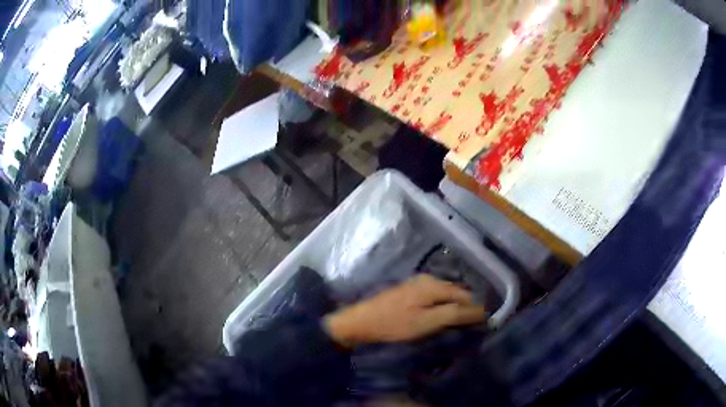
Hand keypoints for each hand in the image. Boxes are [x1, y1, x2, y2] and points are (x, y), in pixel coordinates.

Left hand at [324, 274, 485, 347]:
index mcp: (434, 285)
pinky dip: (442, 306)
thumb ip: (454, 314)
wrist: (360, 322)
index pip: (465, 295)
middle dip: (466, 307)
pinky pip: (434, 297)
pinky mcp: (409, 292)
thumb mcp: (427, 322)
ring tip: (459, 324)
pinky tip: (441, 318)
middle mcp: (428, 279)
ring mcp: (417, 284)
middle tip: (472, 325)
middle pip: (456, 293)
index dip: (475, 309)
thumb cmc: (394, 324)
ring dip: (454, 307)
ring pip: (445, 295)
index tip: (483, 324)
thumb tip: (481, 310)